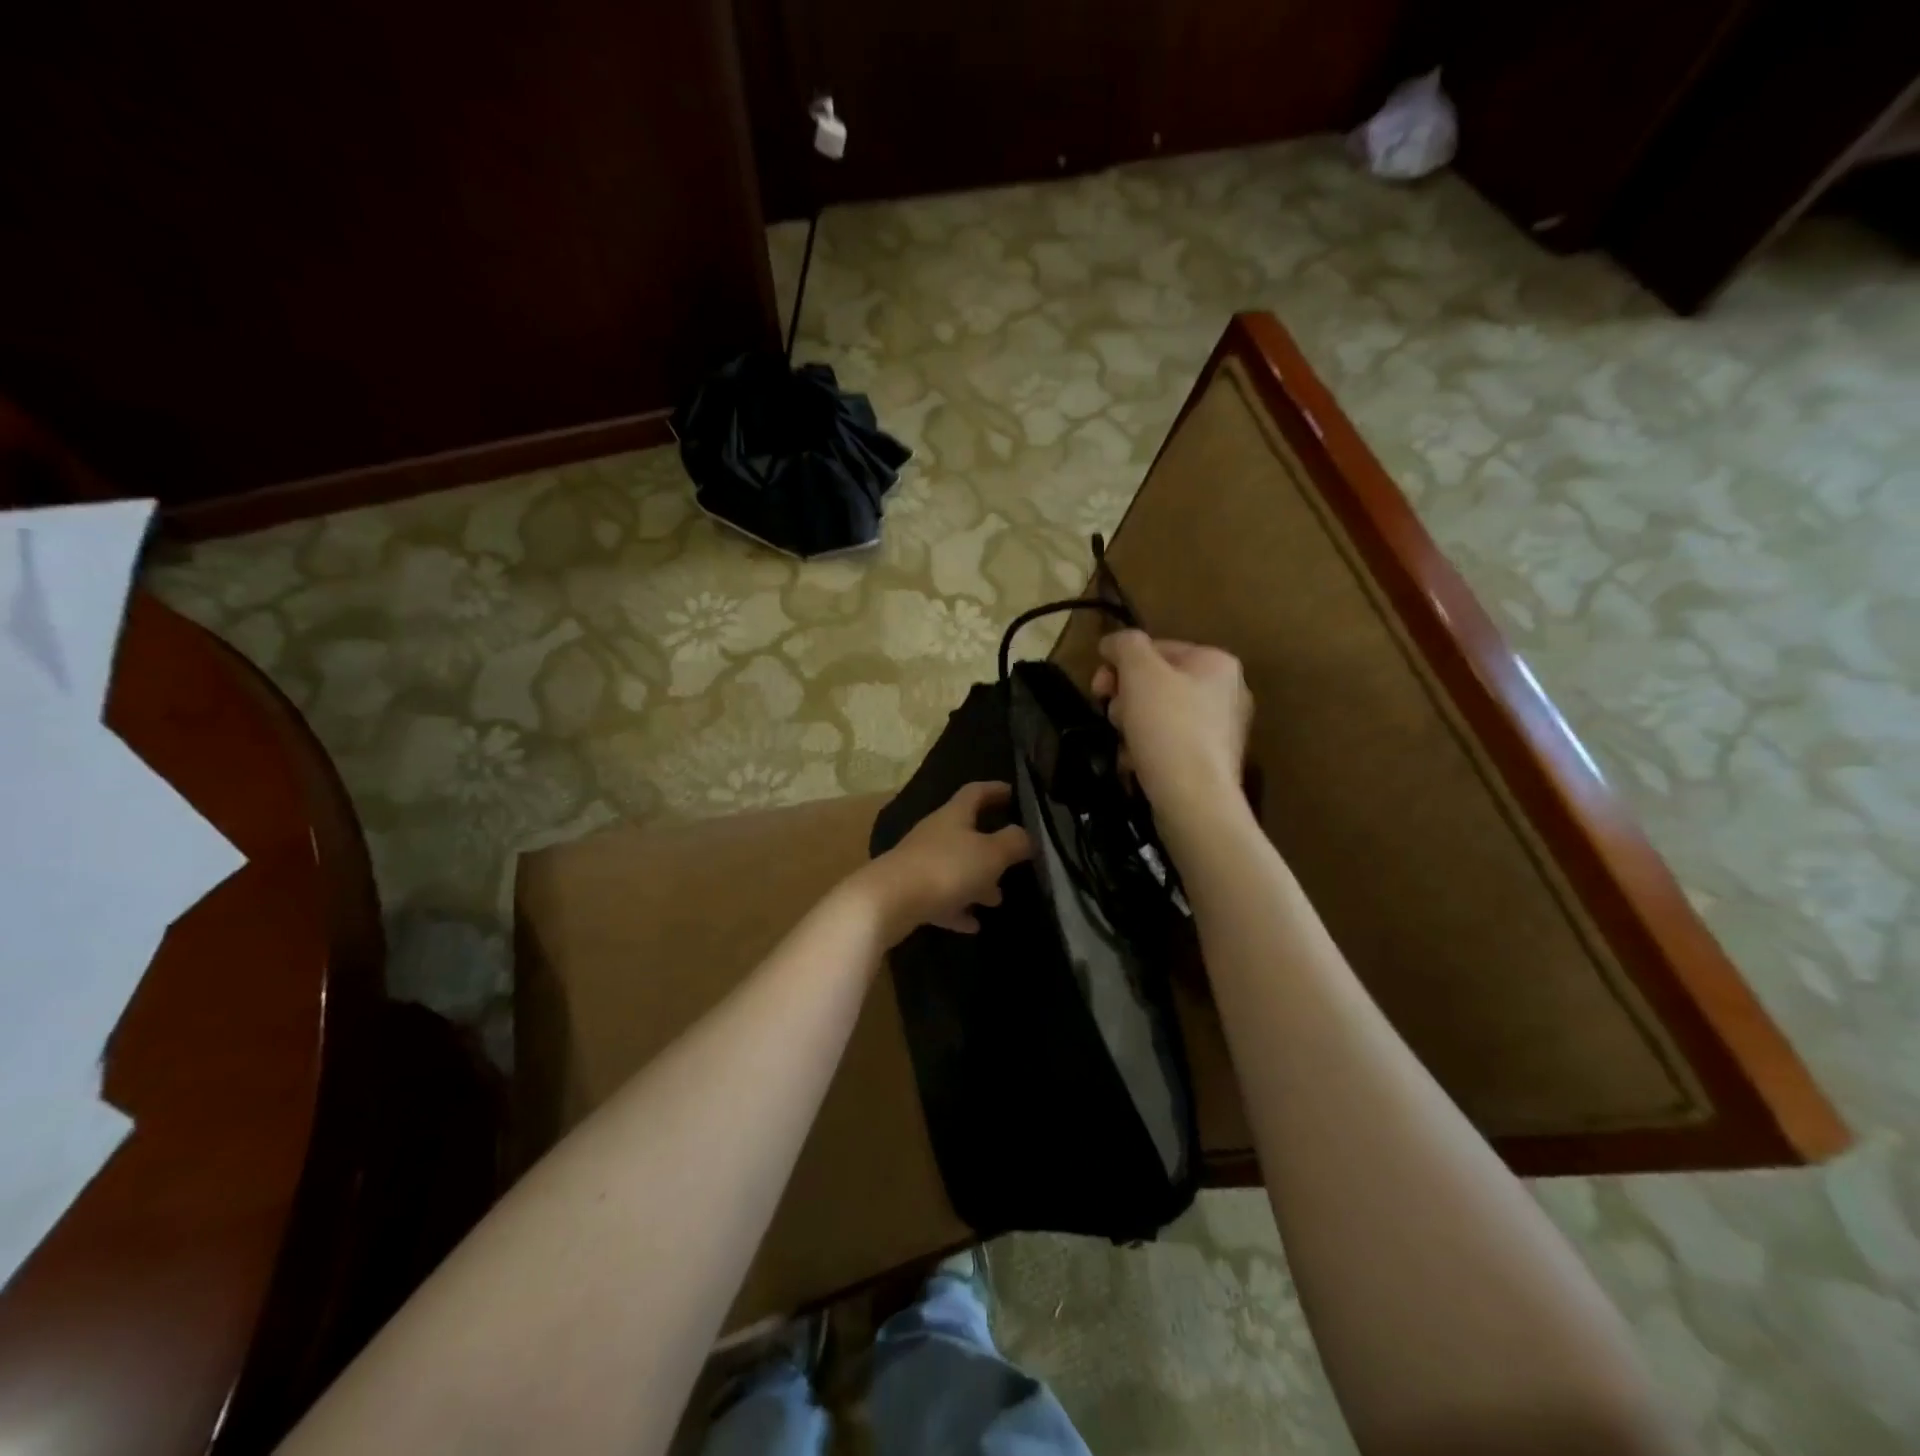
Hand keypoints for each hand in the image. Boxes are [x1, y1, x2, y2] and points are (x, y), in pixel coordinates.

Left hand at [854, 782, 1033, 944]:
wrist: (888, 902)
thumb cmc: (945, 869)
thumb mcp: (990, 854)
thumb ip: (1013, 842)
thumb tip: (1027, 834)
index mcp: (954, 816)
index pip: (976, 792)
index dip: (995, 789)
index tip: (1014, 793)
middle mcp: (935, 834)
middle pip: (966, 832)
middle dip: (991, 844)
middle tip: (1014, 856)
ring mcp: (920, 863)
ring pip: (955, 867)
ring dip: (977, 881)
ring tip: (997, 898)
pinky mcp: (911, 892)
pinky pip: (942, 897)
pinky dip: (958, 907)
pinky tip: (973, 924)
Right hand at [1091, 630, 1252, 821]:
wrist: (1194, 799)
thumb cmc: (1168, 727)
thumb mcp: (1140, 672)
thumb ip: (1125, 645)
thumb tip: (1113, 642)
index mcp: (1216, 663)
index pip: (1157, 648)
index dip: (1120, 664)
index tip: (1098, 688)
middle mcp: (1227, 692)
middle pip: (1157, 683)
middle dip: (1126, 698)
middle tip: (1112, 716)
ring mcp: (1221, 730)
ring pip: (1159, 715)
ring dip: (1132, 726)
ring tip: (1124, 745)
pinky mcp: (1210, 763)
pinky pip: (1168, 745)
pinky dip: (1147, 751)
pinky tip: (1134, 764)